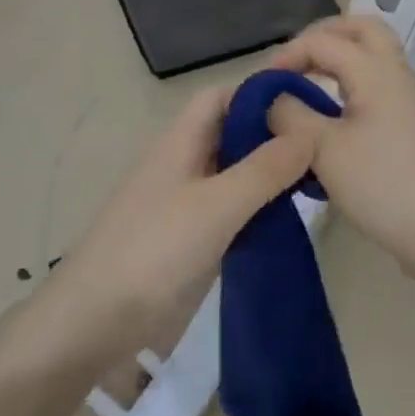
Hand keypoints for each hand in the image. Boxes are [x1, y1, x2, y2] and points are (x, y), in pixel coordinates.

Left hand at [52, 85, 315, 351]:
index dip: (259, 94)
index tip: (306, 106)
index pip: (222, 96)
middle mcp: (180, 161)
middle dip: (269, 134)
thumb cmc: (155, 250)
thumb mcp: (217, 205)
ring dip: (264, 172)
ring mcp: (180, 200)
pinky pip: (225, 206)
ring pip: (229, 170)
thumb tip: (308, 133)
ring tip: (312, 181)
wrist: (94, 321)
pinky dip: (253, 205)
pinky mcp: (183, 236)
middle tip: (320, 147)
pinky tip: (281, 219)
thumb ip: (264, 169)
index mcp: (180, 140)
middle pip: (228, 131)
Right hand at [266, 16, 414, 269]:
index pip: (323, 41)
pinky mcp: (410, 119)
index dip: (288, 55)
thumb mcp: (321, 149)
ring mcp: (407, 96)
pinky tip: (332, 110)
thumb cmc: (378, 185)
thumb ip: (290, 113)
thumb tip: (274, 98)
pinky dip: (352, 78)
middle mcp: (395, 72)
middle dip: (324, 35)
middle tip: (296, 59)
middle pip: (362, 28)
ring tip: (308, 80)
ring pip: (374, 52)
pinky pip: (378, 78)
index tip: (263, 84)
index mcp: (374, 71)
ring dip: (340, 55)